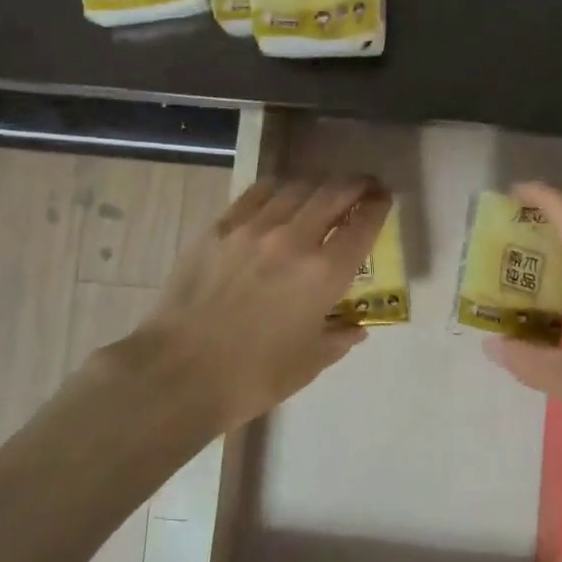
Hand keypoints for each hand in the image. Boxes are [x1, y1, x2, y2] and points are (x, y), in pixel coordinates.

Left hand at [125, 176, 390, 439]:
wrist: (179, 372)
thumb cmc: (252, 376)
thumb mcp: (309, 363)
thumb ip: (339, 338)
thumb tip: (356, 327)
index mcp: (324, 274)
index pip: (362, 224)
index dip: (378, 206)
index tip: (383, 198)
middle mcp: (294, 239)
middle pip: (334, 193)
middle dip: (355, 185)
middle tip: (362, 186)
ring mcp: (254, 228)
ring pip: (296, 187)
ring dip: (317, 186)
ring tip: (321, 193)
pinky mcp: (221, 226)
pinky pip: (258, 192)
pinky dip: (278, 189)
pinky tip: (280, 196)